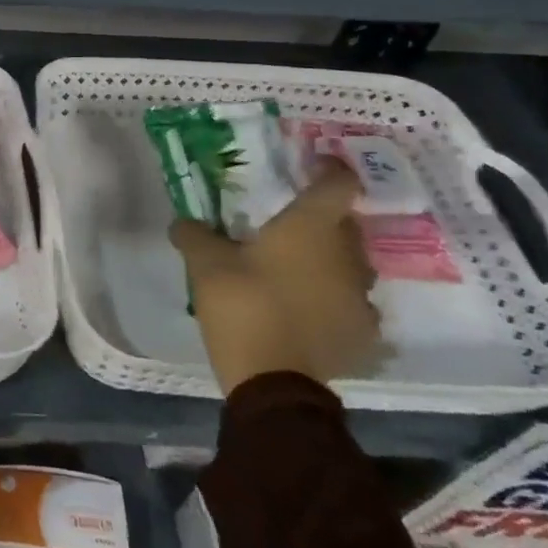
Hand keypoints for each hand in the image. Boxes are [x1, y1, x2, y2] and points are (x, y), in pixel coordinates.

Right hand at [168, 159, 382, 394]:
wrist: (274, 382)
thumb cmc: (242, 306)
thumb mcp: (205, 265)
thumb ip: (194, 235)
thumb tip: (183, 222)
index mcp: (311, 228)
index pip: (338, 184)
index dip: (329, 169)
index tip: (312, 165)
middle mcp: (347, 256)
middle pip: (346, 224)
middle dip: (322, 219)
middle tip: (288, 223)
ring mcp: (361, 297)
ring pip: (350, 265)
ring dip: (328, 261)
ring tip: (296, 270)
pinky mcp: (363, 333)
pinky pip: (351, 304)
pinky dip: (333, 300)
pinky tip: (308, 310)